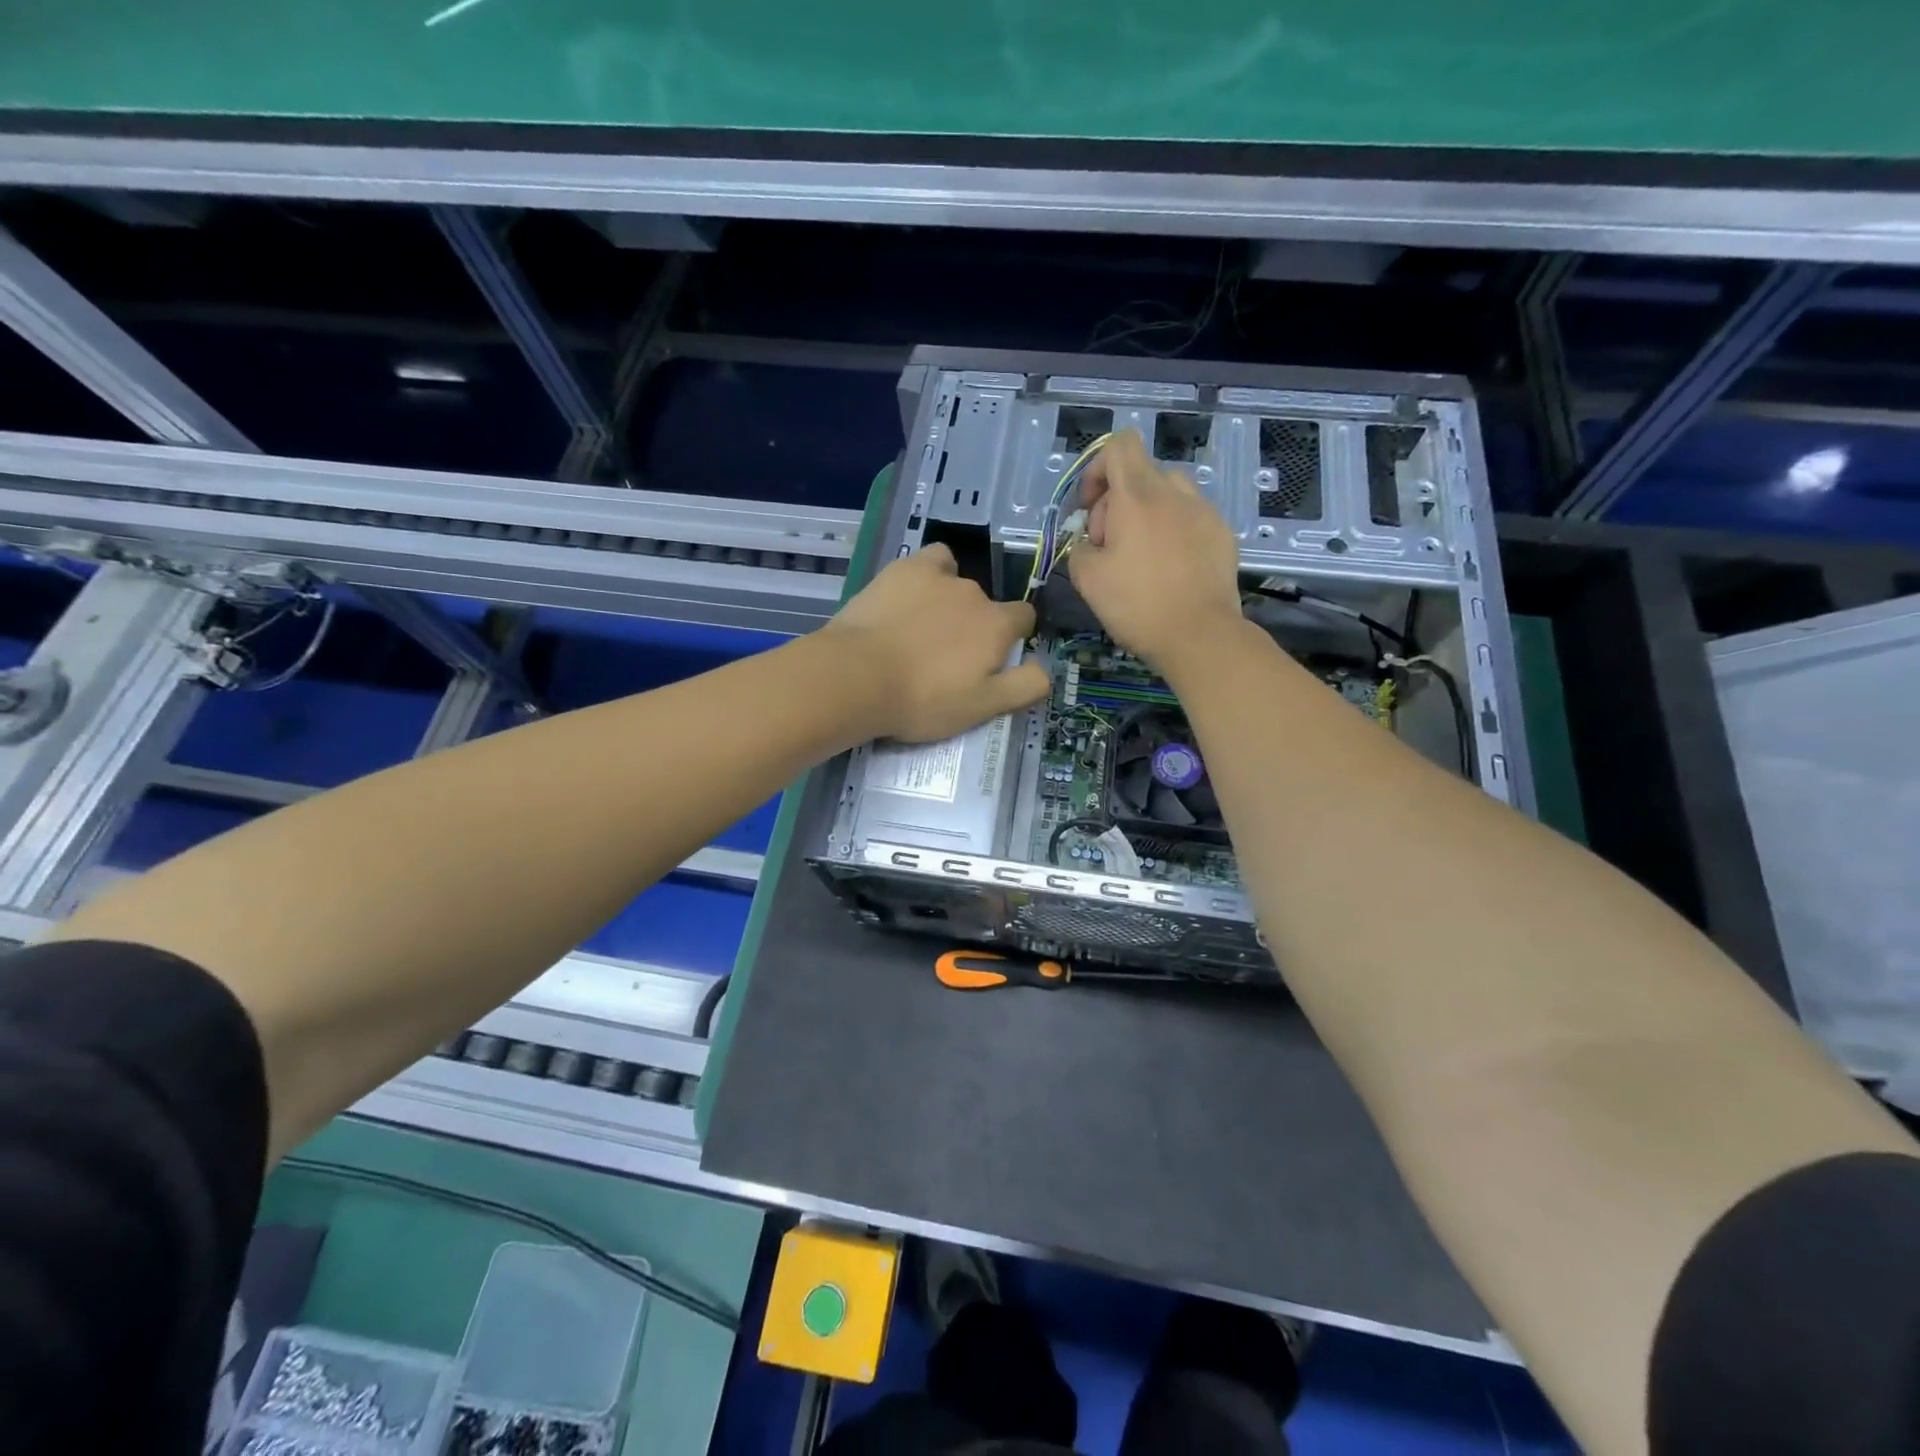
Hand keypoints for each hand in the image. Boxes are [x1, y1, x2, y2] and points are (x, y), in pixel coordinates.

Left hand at [826, 543, 1048, 742]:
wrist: (858, 677)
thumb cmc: (923, 700)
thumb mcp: (982, 708)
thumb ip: (1024, 687)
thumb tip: (1047, 669)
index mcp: (997, 625)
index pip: (1023, 619)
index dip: (1012, 637)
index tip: (989, 659)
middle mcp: (975, 592)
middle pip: (986, 605)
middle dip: (974, 625)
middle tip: (944, 658)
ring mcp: (938, 576)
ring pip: (957, 581)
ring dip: (949, 599)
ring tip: (922, 628)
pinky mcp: (903, 569)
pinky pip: (931, 560)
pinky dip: (928, 574)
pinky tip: (910, 595)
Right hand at [1067, 430, 1243, 671]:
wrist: (1200, 635)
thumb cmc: (1137, 604)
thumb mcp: (1087, 579)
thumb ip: (1080, 548)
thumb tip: (1091, 543)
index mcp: (1138, 496)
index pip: (1120, 446)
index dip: (1097, 469)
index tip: (1090, 508)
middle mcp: (1175, 493)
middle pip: (1141, 474)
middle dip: (1117, 503)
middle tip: (1109, 548)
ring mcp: (1205, 512)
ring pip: (1168, 496)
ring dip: (1147, 515)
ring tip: (1141, 556)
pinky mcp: (1223, 535)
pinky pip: (1190, 519)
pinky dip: (1173, 533)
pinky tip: (1170, 571)